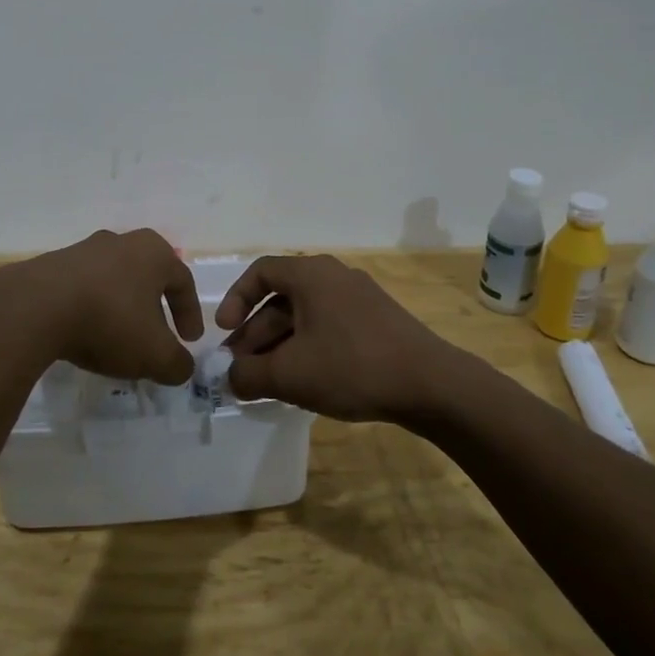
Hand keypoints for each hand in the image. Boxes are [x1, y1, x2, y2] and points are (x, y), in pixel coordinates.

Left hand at [7, 229, 202, 384]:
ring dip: (119, 309)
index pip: (183, 281)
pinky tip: (84, 334)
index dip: (190, 313)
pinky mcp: (51, 265)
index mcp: (152, 252)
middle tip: (155, 337)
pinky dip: (90, 310)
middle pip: (146, 277)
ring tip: (116, 340)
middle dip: (154, 309)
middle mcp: (120, 242)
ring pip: (112, 281)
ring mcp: (82, 250)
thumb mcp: (155, 355)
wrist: (35, 308)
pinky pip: (82, 289)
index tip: (189, 341)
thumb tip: (181, 367)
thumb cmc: (110, 321)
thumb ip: (177, 364)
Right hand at [217, 254, 457, 420]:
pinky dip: (307, 348)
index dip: (235, 300)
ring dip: (279, 345)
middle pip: (281, 298)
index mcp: (311, 275)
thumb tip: (230, 377)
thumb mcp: (289, 375)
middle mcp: (334, 276)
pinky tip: (303, 381)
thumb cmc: (351, 367)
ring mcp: (359, 298)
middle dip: (255, 334)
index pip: (259, 271)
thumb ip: (248, 375)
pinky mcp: (376, 322)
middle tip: (240, 368)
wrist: (431, 384)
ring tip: (266, 381)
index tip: (223, 333)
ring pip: (305, 316)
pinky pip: (328, 326)